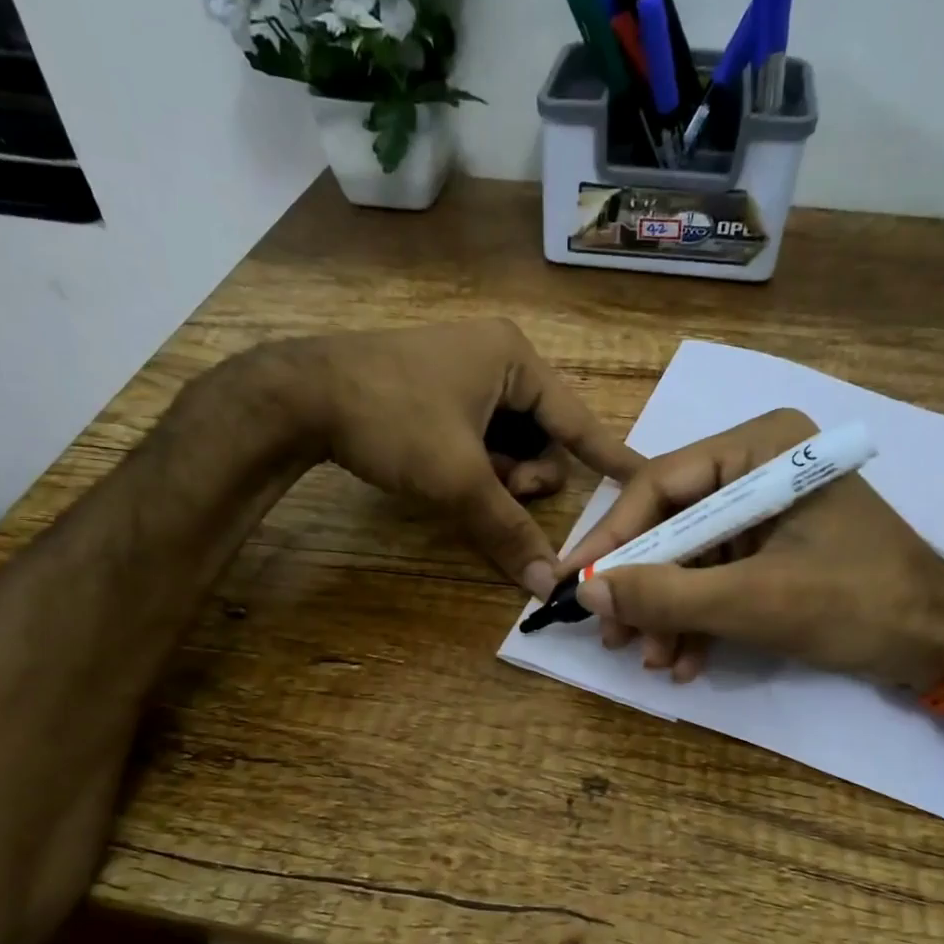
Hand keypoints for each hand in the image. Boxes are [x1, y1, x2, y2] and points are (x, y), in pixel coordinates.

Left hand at [261, 320, 639, 597]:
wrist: (298, 396)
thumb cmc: (392, 419)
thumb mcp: (457, 478)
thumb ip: (507, 530)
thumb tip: (545, 584)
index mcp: (514, 358)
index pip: (577, 419)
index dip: (609, 456)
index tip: (644, 480)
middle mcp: (495, 358)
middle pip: (540, 436)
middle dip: (522, 475)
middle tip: (496, 491)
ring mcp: (461, 373)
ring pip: (507, 442)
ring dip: (495, 475)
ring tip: (463, 484)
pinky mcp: (434, 392)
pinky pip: (477, 437)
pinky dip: (472, 464)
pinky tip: (444, 475)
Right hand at [559, 408, 943, 688]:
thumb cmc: (858, 605)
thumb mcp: (754, 602)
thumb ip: (666, 595)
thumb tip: (586, 592)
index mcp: (762, 447)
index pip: (661, 485)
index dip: (613, 540)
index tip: (572, 585)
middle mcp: (759, 466)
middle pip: (672, 524)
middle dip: (644, 588)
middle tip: (614, 638)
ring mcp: (766, 508)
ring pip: (690, 557)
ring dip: (668, 613)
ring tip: (655, 661)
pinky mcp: (773, 546)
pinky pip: (717, 576)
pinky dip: (698, 618)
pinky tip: (686, 661)